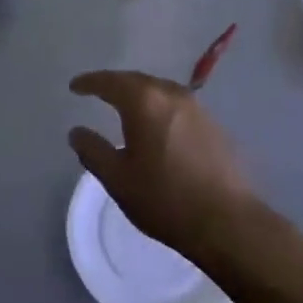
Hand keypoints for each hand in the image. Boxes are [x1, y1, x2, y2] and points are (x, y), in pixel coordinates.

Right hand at [68, 70, 261, 257]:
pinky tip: (155, 125)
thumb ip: (93, 151)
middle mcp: (172, 95)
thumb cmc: (165, 199)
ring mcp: (197, 109)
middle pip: (137, 80)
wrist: (227, 222)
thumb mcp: (117, 178)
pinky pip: (176, 105)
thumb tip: (77, 132)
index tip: (75, 87)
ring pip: (160, 91)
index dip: (90, 82)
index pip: (110, 82)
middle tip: (96, 91)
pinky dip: (159, 107)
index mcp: (144, 102)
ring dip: (139, 94)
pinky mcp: (214, 125)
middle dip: (115, 84)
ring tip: (123, 106)